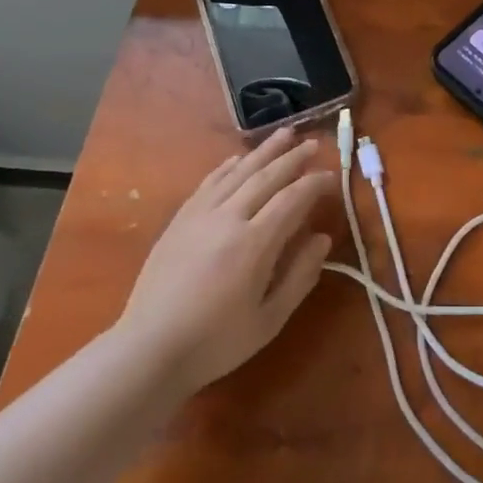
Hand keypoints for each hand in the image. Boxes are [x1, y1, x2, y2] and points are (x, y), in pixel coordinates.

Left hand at [117, 129, 337, 394]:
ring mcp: (200, 215)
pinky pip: (209, 182)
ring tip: (284, 134)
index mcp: (254, 243)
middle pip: (266, 176)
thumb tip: (322, 239)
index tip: (331, 177)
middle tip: (313, 143)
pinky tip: (238, 159)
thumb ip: (300, 276)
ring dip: (263, 151)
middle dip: (292, 158)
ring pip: (238, 172)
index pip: (292, 199)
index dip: (315, 184)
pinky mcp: (180, 220)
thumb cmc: (216, 341)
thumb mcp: (269, 319)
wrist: (150, 348)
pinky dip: (228, 166)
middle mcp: (228, 218)